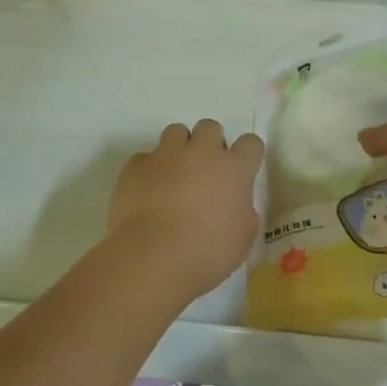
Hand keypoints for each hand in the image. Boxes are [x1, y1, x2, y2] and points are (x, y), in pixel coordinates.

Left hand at [108, 120, 265, 298]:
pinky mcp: (135, 166)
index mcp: (234, 168)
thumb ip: (243, 211)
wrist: (153, 258)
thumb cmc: (207, 253)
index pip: (251, 143)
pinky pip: (145, 158)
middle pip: (210, 128)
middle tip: (205, 172)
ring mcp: (165, 155)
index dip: (247, 156)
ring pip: (176, 132)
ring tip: (174, 176)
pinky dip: (149, 170)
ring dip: (179, 149)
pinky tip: (147, 193)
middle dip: (210, 144)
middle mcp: (201, 152)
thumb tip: (234, 204)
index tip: (241, 172)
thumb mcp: (242, 238)